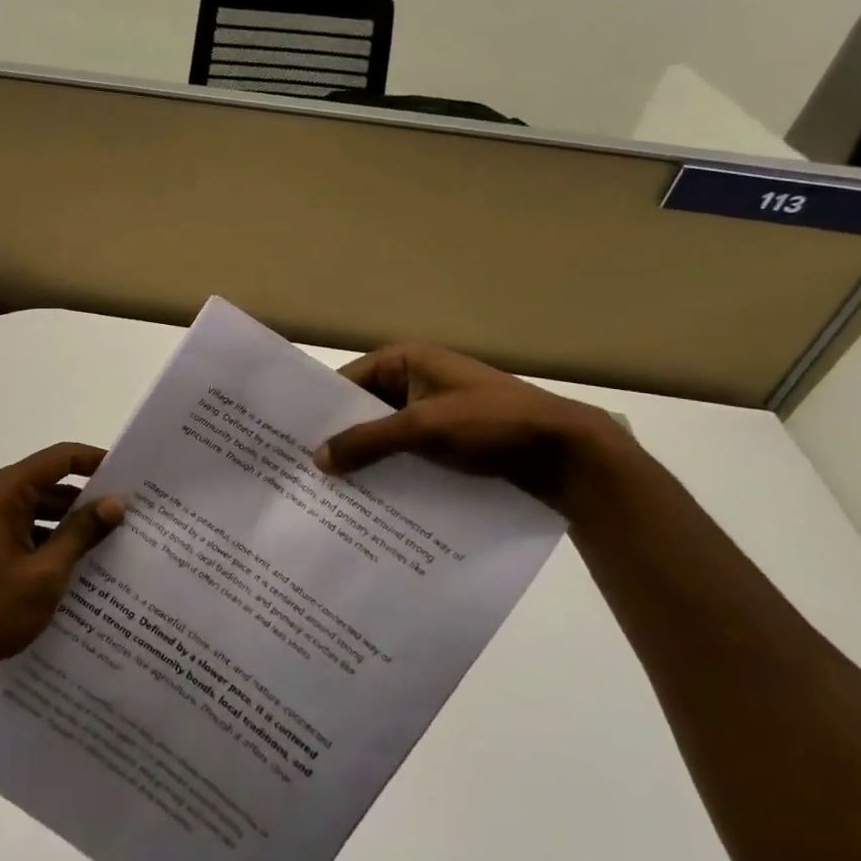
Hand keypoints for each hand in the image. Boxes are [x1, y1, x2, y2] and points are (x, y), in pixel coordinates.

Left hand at [0, 443, 125, 699]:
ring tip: (115, 542)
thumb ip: (81, 533)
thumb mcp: (45, 573)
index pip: (60, 458)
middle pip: (51, 483)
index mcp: (5, 492)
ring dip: (72, 524)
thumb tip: (116, 502)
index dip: (97, 461)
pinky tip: (81, 566)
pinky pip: (28, 531)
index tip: (132, 476)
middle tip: (132, 515)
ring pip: (41, 510)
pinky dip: (53, 541)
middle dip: (89, 498)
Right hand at [314, 344, 631, 510]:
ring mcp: (435, 412)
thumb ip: (367, 442)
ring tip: (329, 492)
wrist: (569, 454)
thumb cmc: (491, 423)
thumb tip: (316, 459)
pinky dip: (391, 470)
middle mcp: (417, 381)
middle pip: (365, 409)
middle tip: (304, 472)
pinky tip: (371, 500)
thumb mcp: (423, 428)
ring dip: (366, 459)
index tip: (291, 440)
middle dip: (341, 439)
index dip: (322, 409)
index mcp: (407, 361)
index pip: (348, 381)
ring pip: (386, 435)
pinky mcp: (450, 442)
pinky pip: (408, 453)